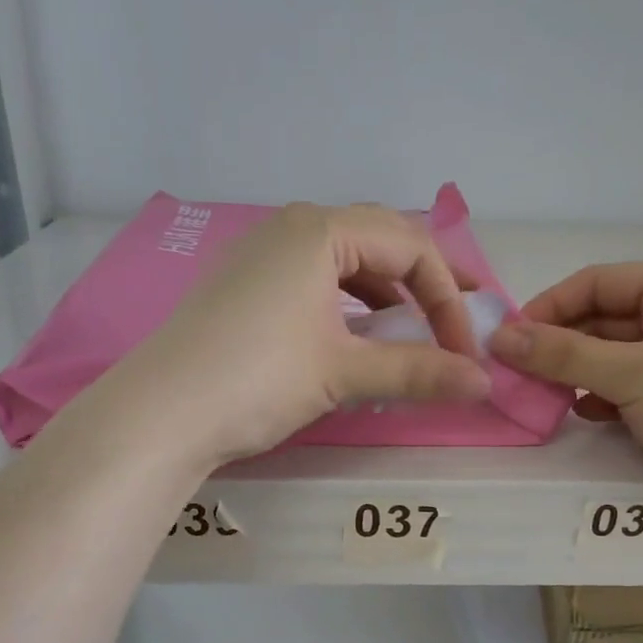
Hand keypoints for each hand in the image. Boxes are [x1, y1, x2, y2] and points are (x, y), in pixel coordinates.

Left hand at [124, 203, 490, 464]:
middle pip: (380, 242)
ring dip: (386, 295)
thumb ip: (417, 372)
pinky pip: (313, 281)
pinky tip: (355, 338)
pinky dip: (347, 306)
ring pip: (345, 263)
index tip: (464, 352)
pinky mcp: (243, 287)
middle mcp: (290, 228)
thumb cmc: (257, 380)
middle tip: (459, 320)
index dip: (449, 298)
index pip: (411, 246)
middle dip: (426, 283)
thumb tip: (483, 383)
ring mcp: (260, 255)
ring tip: (411, 332)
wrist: (158, 414)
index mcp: (320, 230)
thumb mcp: (343, 373)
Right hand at [487, 260, 642, 520]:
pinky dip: (610, 396)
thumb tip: (499, 338)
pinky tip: (590, 416)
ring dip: (582, 374)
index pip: (596, 282)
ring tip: (549, 398)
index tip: (508, 343)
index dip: (547, 309)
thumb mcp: (628, 374)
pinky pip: (639, 383)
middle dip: (563, 346)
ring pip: (620, 354)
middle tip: (520, 376)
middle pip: (607, 318)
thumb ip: (560, 355)